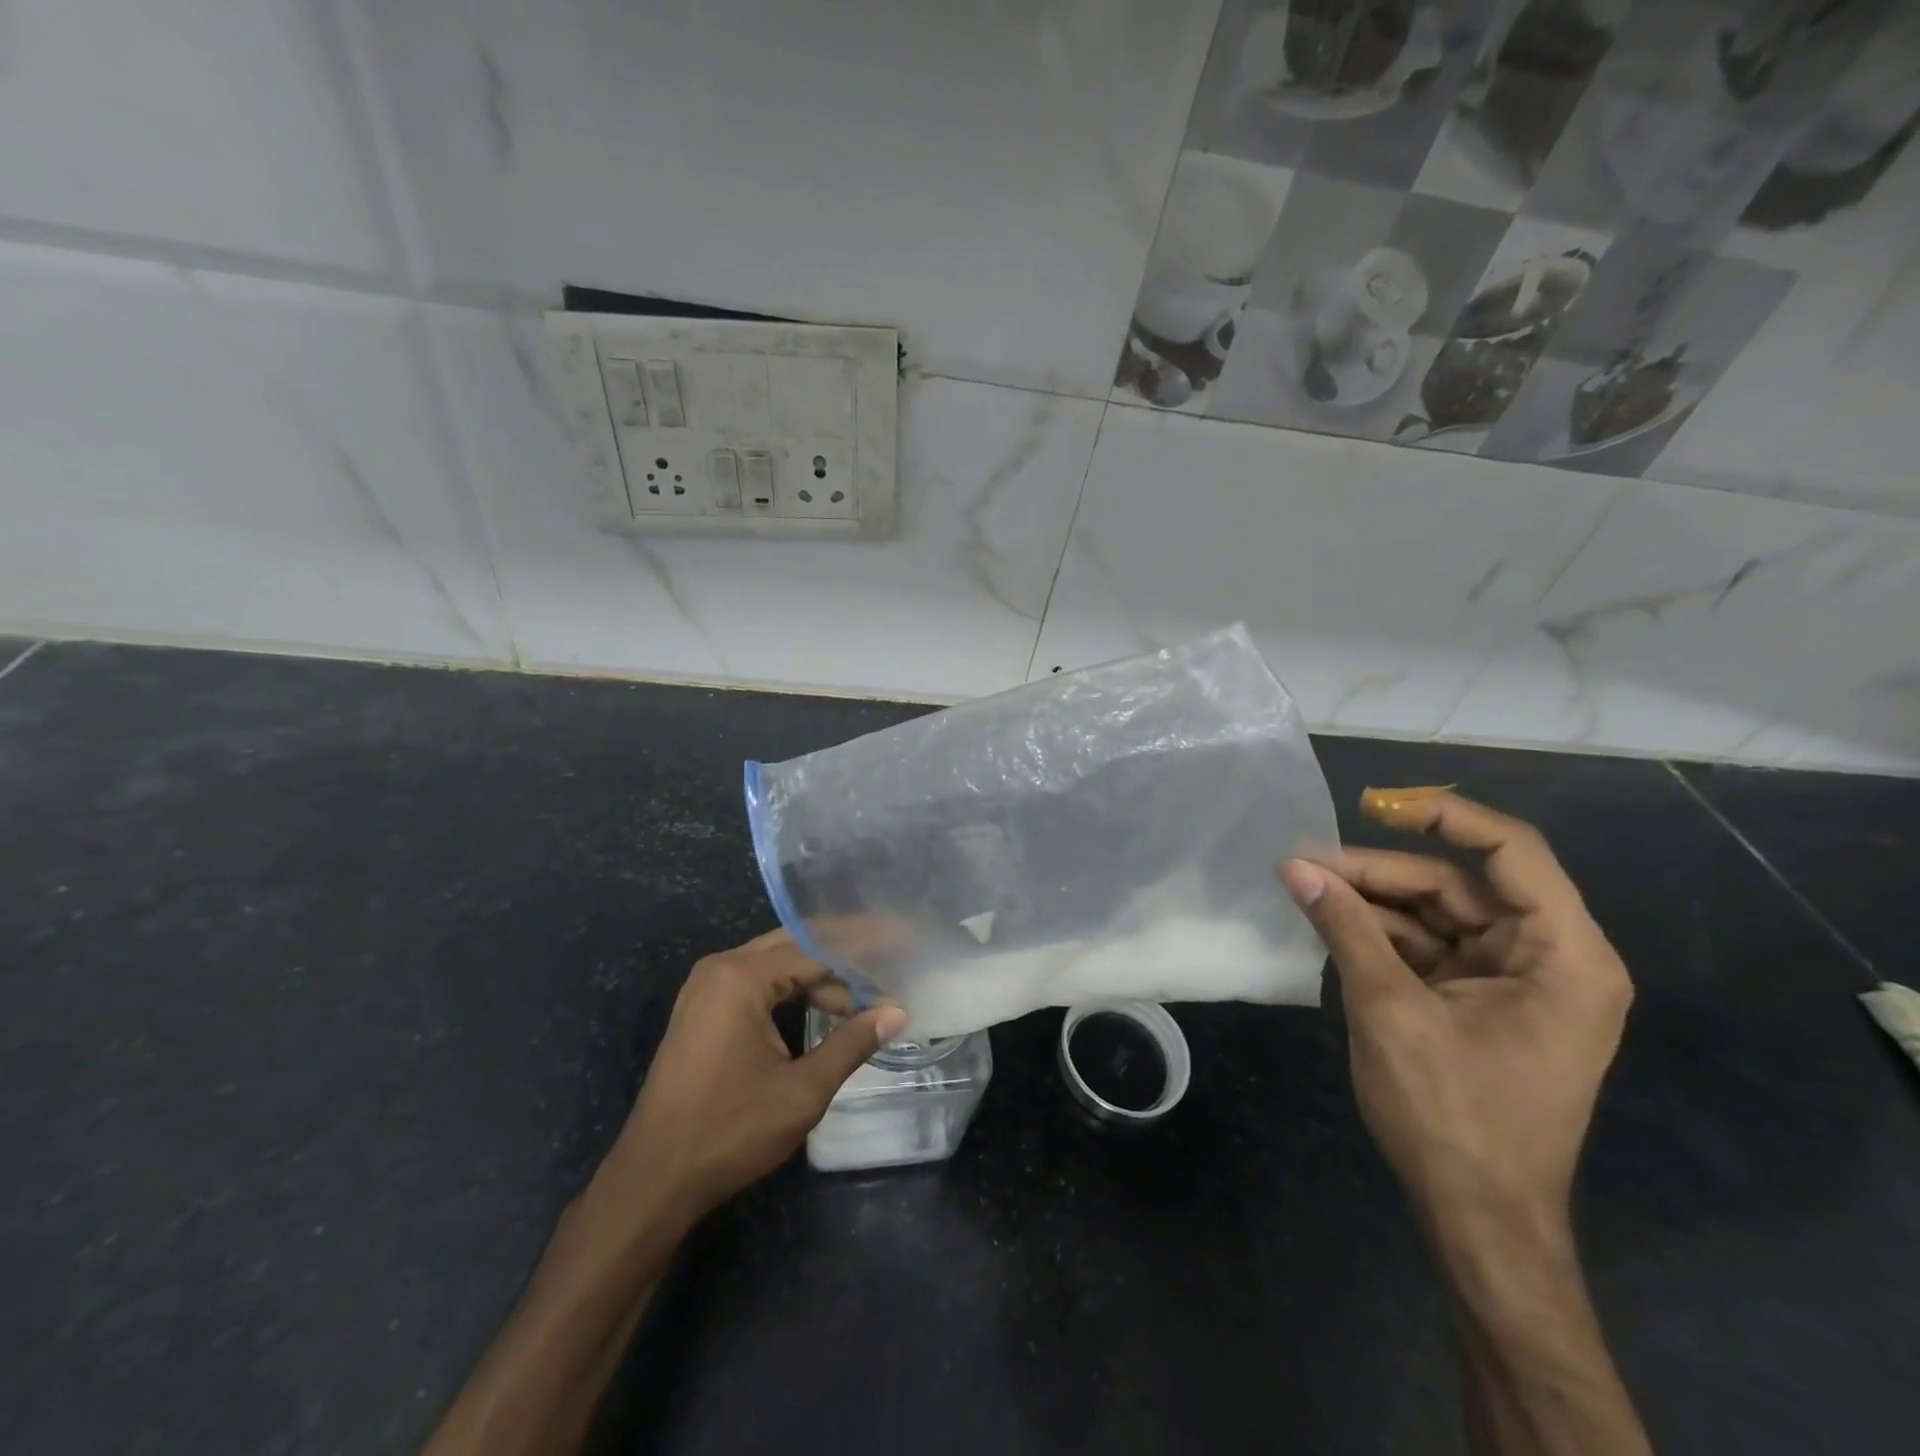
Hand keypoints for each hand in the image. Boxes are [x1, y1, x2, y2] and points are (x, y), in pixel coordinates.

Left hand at [596, 929, 905, 1228]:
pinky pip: (755, 984)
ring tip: (861, 997)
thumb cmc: (730, 1131)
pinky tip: (819, 1009)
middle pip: (793, 947)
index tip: (897, 955)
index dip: (859, 956)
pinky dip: (790, 992)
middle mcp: (719, 969)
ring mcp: (705, 989)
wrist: (653, 1180)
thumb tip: (896, 1013)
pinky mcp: (700, 1011)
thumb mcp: (801, 1091)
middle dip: (840, 960)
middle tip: (885, 970)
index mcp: (740, 977)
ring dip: (816, 978)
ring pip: (774, 965)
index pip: (814, 950)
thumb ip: (851, 1044)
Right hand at [1279, 788, 1632, 1234]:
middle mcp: (1549, 959)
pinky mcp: (1481, 1003)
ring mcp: (1513, 982)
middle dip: (1380, 872)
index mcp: (1563, 956)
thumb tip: (1293, 866)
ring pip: (1437, 915)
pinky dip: (1379, 936)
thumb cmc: (1452, 1114)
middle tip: (1305, 865)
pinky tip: (1329, 925)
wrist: (1477, 1218)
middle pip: (1459, 885)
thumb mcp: (1390, 1010)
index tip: (1375, 804)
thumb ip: (1345, 927)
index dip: (1446, 817)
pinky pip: (1428, 949)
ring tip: (1305, 890)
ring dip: (1372, 903)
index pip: (1513, 852)